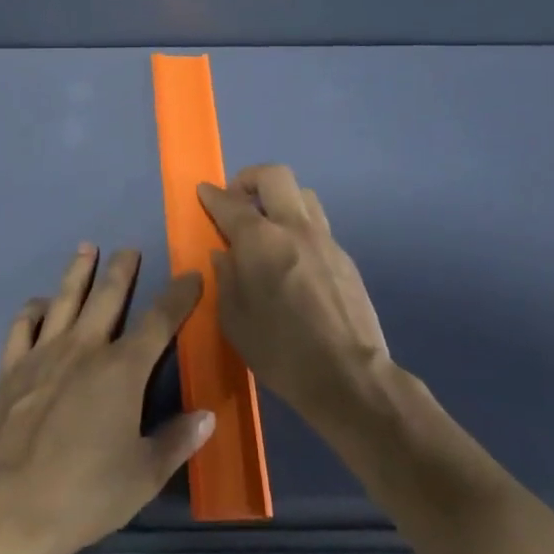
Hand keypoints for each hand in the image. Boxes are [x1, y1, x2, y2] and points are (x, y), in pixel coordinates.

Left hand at [0, 245, 213, 553]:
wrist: (11, 507)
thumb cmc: (86, 494)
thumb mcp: (143, 475)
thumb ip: (176, 441)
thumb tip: (208, 415)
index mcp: (122, 369)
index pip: (159, 321)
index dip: (178, 296)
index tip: (191, 276)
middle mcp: (84, 348)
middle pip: (107, 296)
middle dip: (122, 270)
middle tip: (129, 250)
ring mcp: (44, 353)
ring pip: (65, 299)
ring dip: (78, 272)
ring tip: (86, 249)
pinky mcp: (12, 368)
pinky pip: (23, 326)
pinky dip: (33, 309)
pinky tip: (39, 304)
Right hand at [197, 164, 393, 423]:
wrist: (350, 377)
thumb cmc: (282, 351)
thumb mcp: (235, 321)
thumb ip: (226, 278)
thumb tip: (224, 253)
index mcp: (260, 240)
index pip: (230, 202)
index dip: (212, 194)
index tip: (203, 192)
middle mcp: (294, 228)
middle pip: (274, 176)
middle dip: (250, 179)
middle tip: (238, 200)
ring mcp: (325, 240)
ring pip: (302, 196)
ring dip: (280, 200)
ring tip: (268, 227)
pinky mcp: (345, 259)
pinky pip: (318, 227)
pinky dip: (299, 230)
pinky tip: (294, 261)